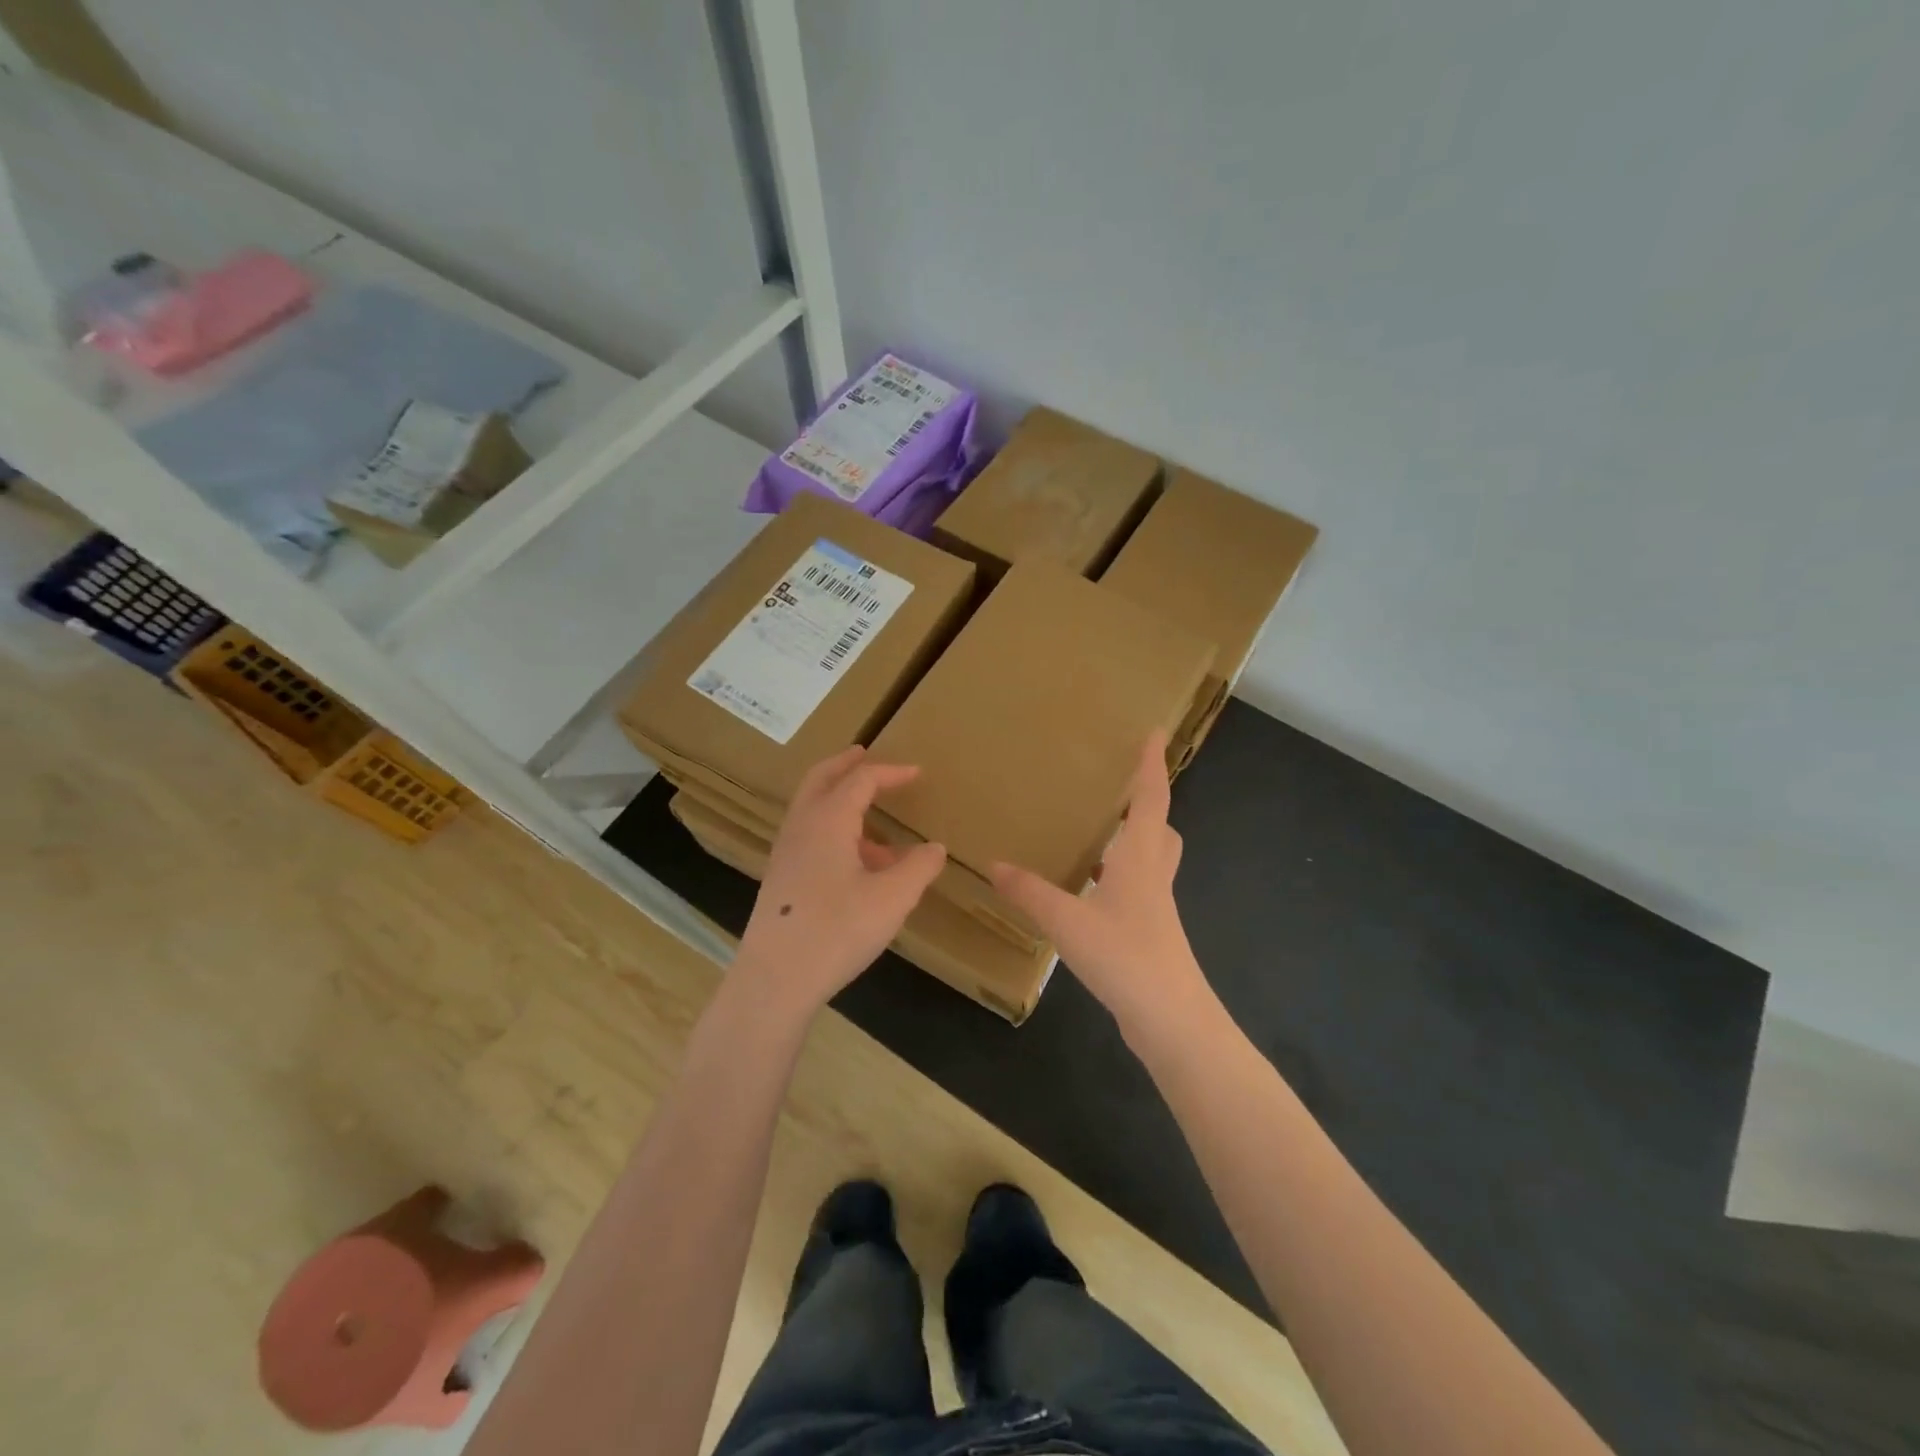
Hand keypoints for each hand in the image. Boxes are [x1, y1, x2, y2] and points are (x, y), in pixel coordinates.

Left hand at [735, 746, 946, 1013]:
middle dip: (845, 765)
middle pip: (821, 779)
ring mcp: (785, 854)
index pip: (861, 780)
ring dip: (840, 803)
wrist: (774, 980)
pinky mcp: (780, 880)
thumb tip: (934, 848)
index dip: (891, 772)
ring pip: (811, 809)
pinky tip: (857, 868)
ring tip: (878, 829)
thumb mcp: (892, 899)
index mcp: (828, 821)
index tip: (917, 773)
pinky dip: (833, 832)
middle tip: (864, 755)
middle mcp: (801, 827)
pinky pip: (809, 837)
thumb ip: (918, 868)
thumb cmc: (837, 930)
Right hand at [990, 732, 1208, 1032]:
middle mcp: (1153, 877)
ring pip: (1152, 860)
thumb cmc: (1127, 959)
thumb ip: (1031, 893)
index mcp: (1139, 861)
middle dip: (1148, 804)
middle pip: (1161, 829)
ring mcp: (1156, 909)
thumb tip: (994, 864)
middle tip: (1121, 788)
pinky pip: (1138, 889)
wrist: (1173, 1022)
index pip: (1151, 800)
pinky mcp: (1151, 935)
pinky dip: (1119, 877)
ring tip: (1099, 834)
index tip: (1156, 732)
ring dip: (1134, 840)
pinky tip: (1089, 891)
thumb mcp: (1068, 923)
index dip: (1152, 765)